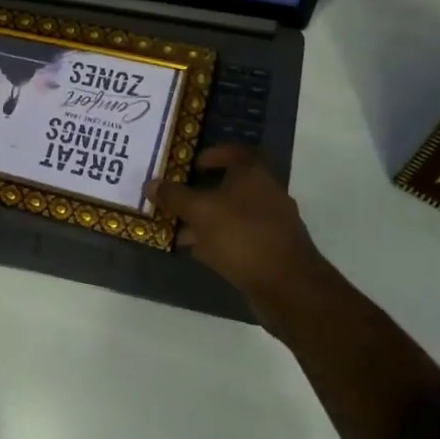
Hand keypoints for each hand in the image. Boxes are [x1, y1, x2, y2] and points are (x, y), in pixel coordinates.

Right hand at [147, 146, 332, 310]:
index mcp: (253, 174)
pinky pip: (239, 237)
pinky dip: (219, 240)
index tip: (190, 165)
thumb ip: (174, 196)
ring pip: (232, 214)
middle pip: (230, 185)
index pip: (233, 152)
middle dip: (201, 192)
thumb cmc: (242, 236)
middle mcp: (266, 193)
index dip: (211, 155)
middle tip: (176, 200)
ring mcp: (271, 223)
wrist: (287, 286)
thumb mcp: (199, 212)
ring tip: (178, 230)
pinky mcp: (271, 249)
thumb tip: (152, 183)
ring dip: (207, 219)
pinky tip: (198, 252)